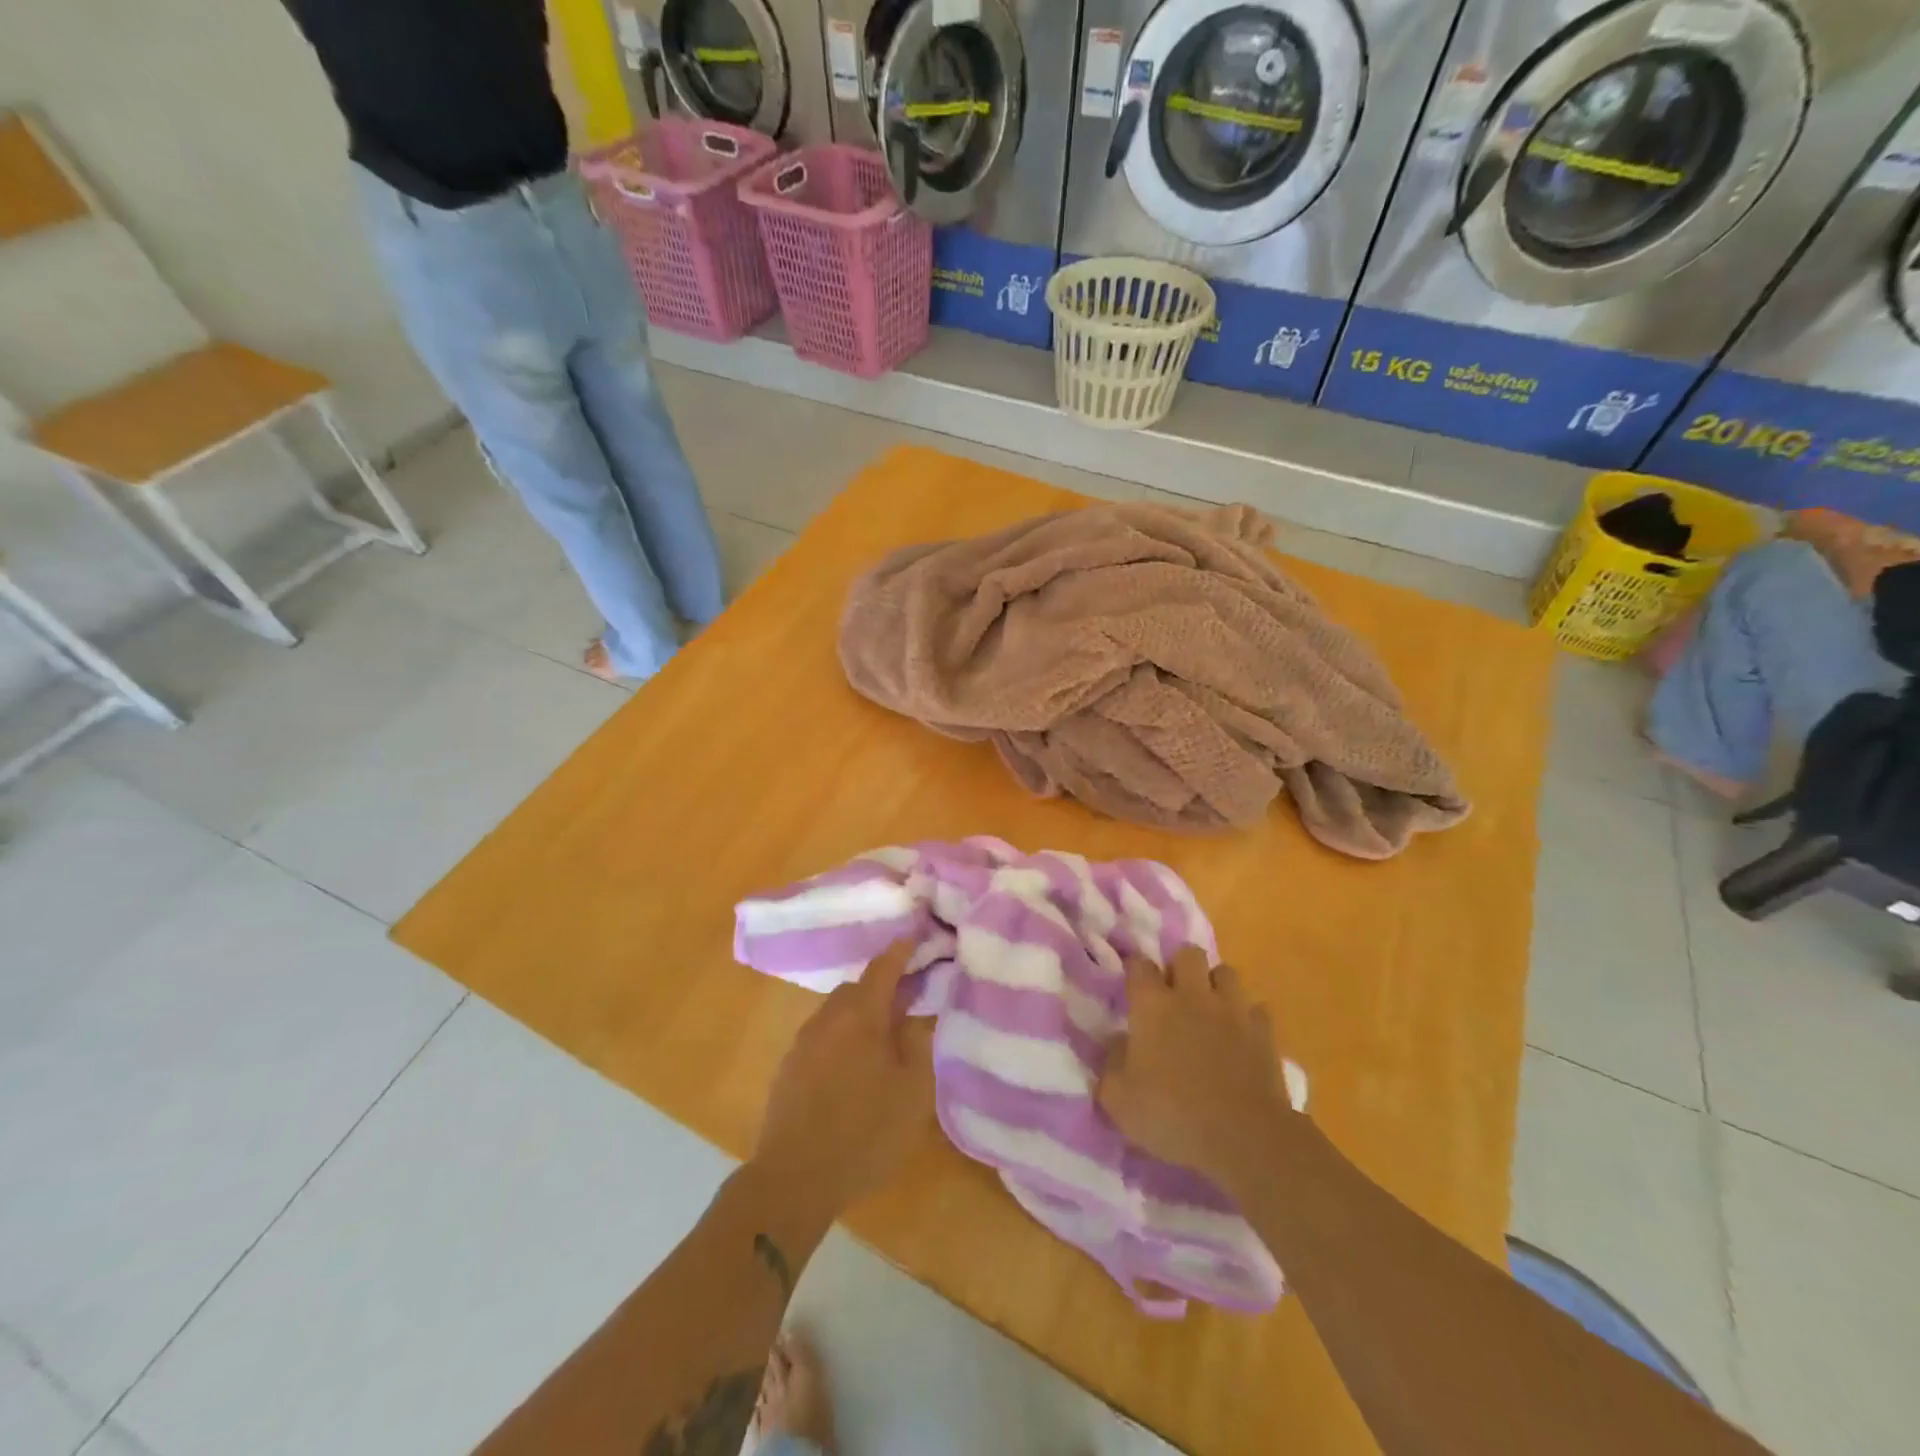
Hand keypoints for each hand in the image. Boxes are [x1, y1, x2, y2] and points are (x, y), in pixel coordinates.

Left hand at [748, 942, 935, 1226]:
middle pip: (858, 988)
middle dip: (883, 987)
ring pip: (838, 1013)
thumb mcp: (912, 1091)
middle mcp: (827, 1018)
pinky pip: (823, 1037)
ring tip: (885, 1038)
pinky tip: (855, 1068)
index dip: (902, 950)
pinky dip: (843, 1037)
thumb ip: (918, 1043)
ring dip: (861, 1014)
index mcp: (859, 1015)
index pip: (883, 967)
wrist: (794, 1180)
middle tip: (910, 1000)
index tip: (918, 934)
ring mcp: (803, 1043)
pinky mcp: (789, 1069)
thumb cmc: (864, 1132)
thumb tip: (916, 1014)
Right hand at [1098, 947, 1295, 1194]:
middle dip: (1180, 966)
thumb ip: (1111, 1064)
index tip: (1133, 984)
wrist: (1244, 1137)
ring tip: (1210, 1008)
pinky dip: (1248, 1018)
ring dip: (1216, 986)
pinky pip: (1256, 1010)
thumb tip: (1120, 1043)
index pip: (1139, 965)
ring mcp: (1232, 1011)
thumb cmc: (1172, 1115)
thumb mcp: (1118, 1100)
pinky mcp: (1264, 1032)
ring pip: (1226, 973)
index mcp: (1153, 1006)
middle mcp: (1192, 996)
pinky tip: (1242, 1036)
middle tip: (1174, 993)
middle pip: (1188, 954)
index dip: (1135, 969)